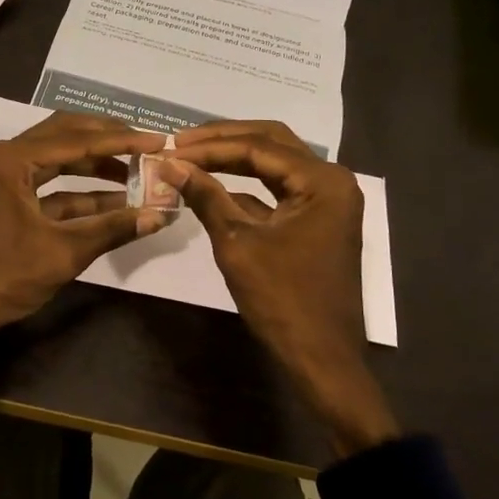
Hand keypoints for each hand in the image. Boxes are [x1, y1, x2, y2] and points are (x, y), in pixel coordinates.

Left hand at [0, 113, 169, 357]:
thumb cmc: (4, 276)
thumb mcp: (63, 252)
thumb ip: (113, 229)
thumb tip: (160, 215)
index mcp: (12, 159)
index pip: (78, 140)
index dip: (122, 141)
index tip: (159, 140)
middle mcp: (6, 158)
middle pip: (66, 136)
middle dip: (107, 140)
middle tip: (147, 144)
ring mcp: (3, 177)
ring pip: (58, 159)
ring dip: (95, 165)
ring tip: (137, 171)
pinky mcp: (6, 198)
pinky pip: (48, 185)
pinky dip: (79, 192)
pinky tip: (114, 200)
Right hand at [163, 121, 400, 457]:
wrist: (320, 358)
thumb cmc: (282, 300)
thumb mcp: (237, 243)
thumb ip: (205, 196)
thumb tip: (168, 164)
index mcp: (323, 181)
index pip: (258, 147)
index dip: (210, 146)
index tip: (169, 146)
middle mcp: (330, 181)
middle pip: (271, 143)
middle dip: (223, 140)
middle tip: (180, 141)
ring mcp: (325, 201)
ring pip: (274, 164)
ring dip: (233, 159)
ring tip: (190, 156)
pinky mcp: (315, 221)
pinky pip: (277, 191)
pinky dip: (245, 186)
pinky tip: (210, 186)